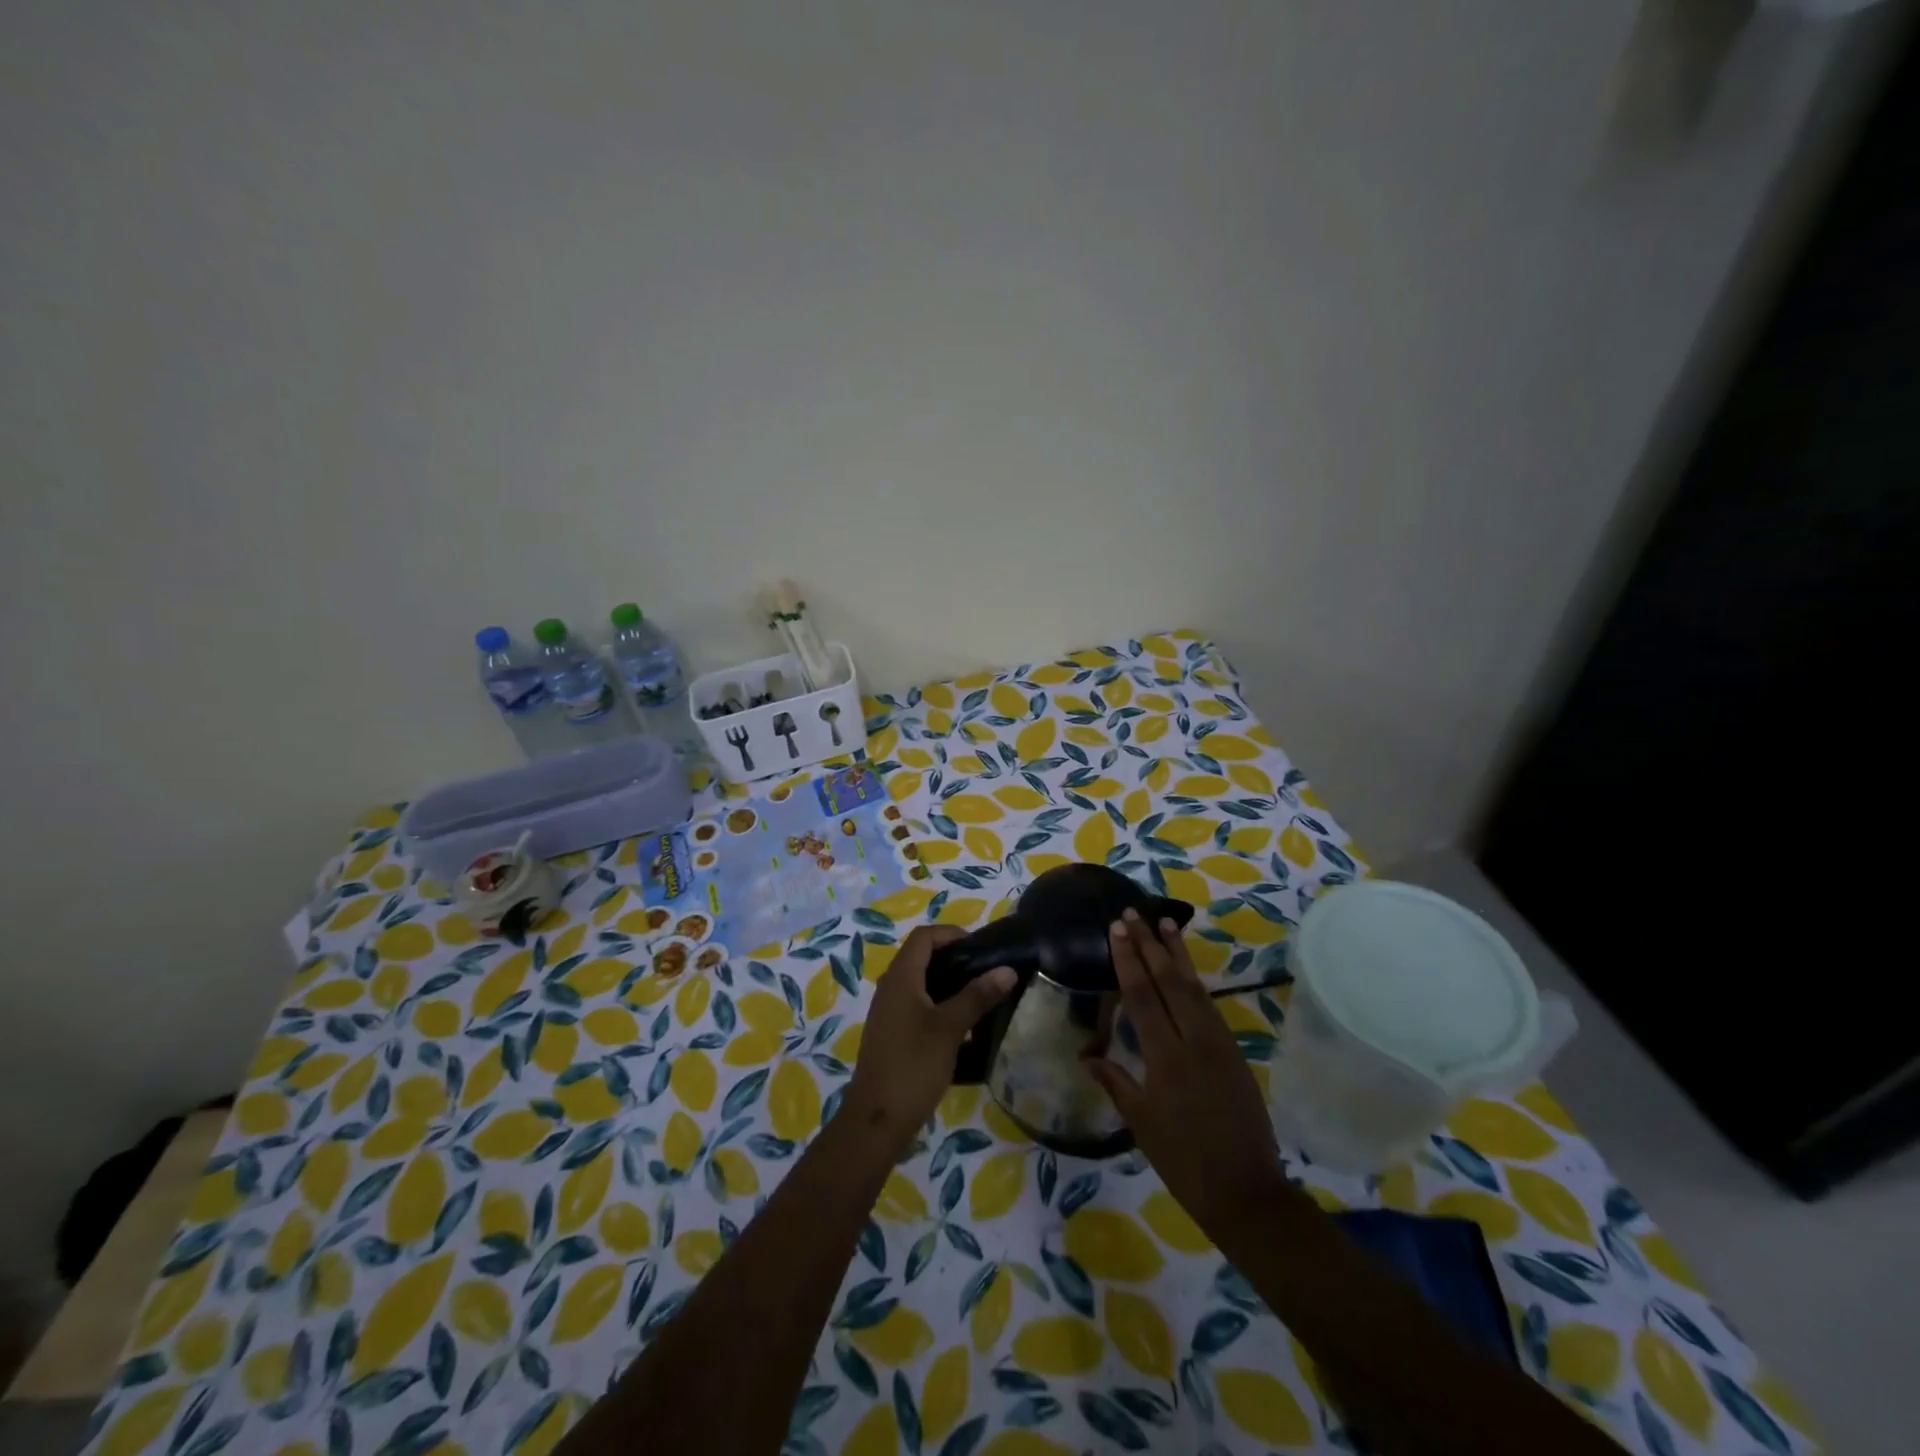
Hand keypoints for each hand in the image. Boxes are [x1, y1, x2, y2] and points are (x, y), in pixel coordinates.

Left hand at [846, 925, 1016, 1145]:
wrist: (877, 1120)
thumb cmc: (913, 1066)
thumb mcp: (950, 1028)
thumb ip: (977, 996)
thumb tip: (1007, 970)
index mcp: (900, 977)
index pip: (924, 936)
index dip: (952, 934)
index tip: (981, 948)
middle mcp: (890, 987)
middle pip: (921, 957)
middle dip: (954, 958)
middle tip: (986, 971)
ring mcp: (889, 1012)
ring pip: (920, 982)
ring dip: (948, 983)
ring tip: (980, 996)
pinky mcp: (892, 1033)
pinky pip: (917, 1005)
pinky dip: (939, 1004)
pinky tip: (962, 1026)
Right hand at [1087, 910, 1288, 1238]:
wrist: (1246, 1191)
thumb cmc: (1184, 1161)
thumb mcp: (1141, 1124)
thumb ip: (1116, 1082)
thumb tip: (1087, 1056)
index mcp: (1166, 1058)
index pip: (1142, 996)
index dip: (1128, 960)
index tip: (1117, 930)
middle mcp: (1194, 1041)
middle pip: (1169, 981)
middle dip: (1149, 944)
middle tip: (1132, 914)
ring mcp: (1218, 1043)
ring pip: (1194, 987)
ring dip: (1177, 953)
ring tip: (1165, 923)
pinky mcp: (1233, 1051)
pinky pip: (1209, 1005)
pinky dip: (1194, 980)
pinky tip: (1186, 969)